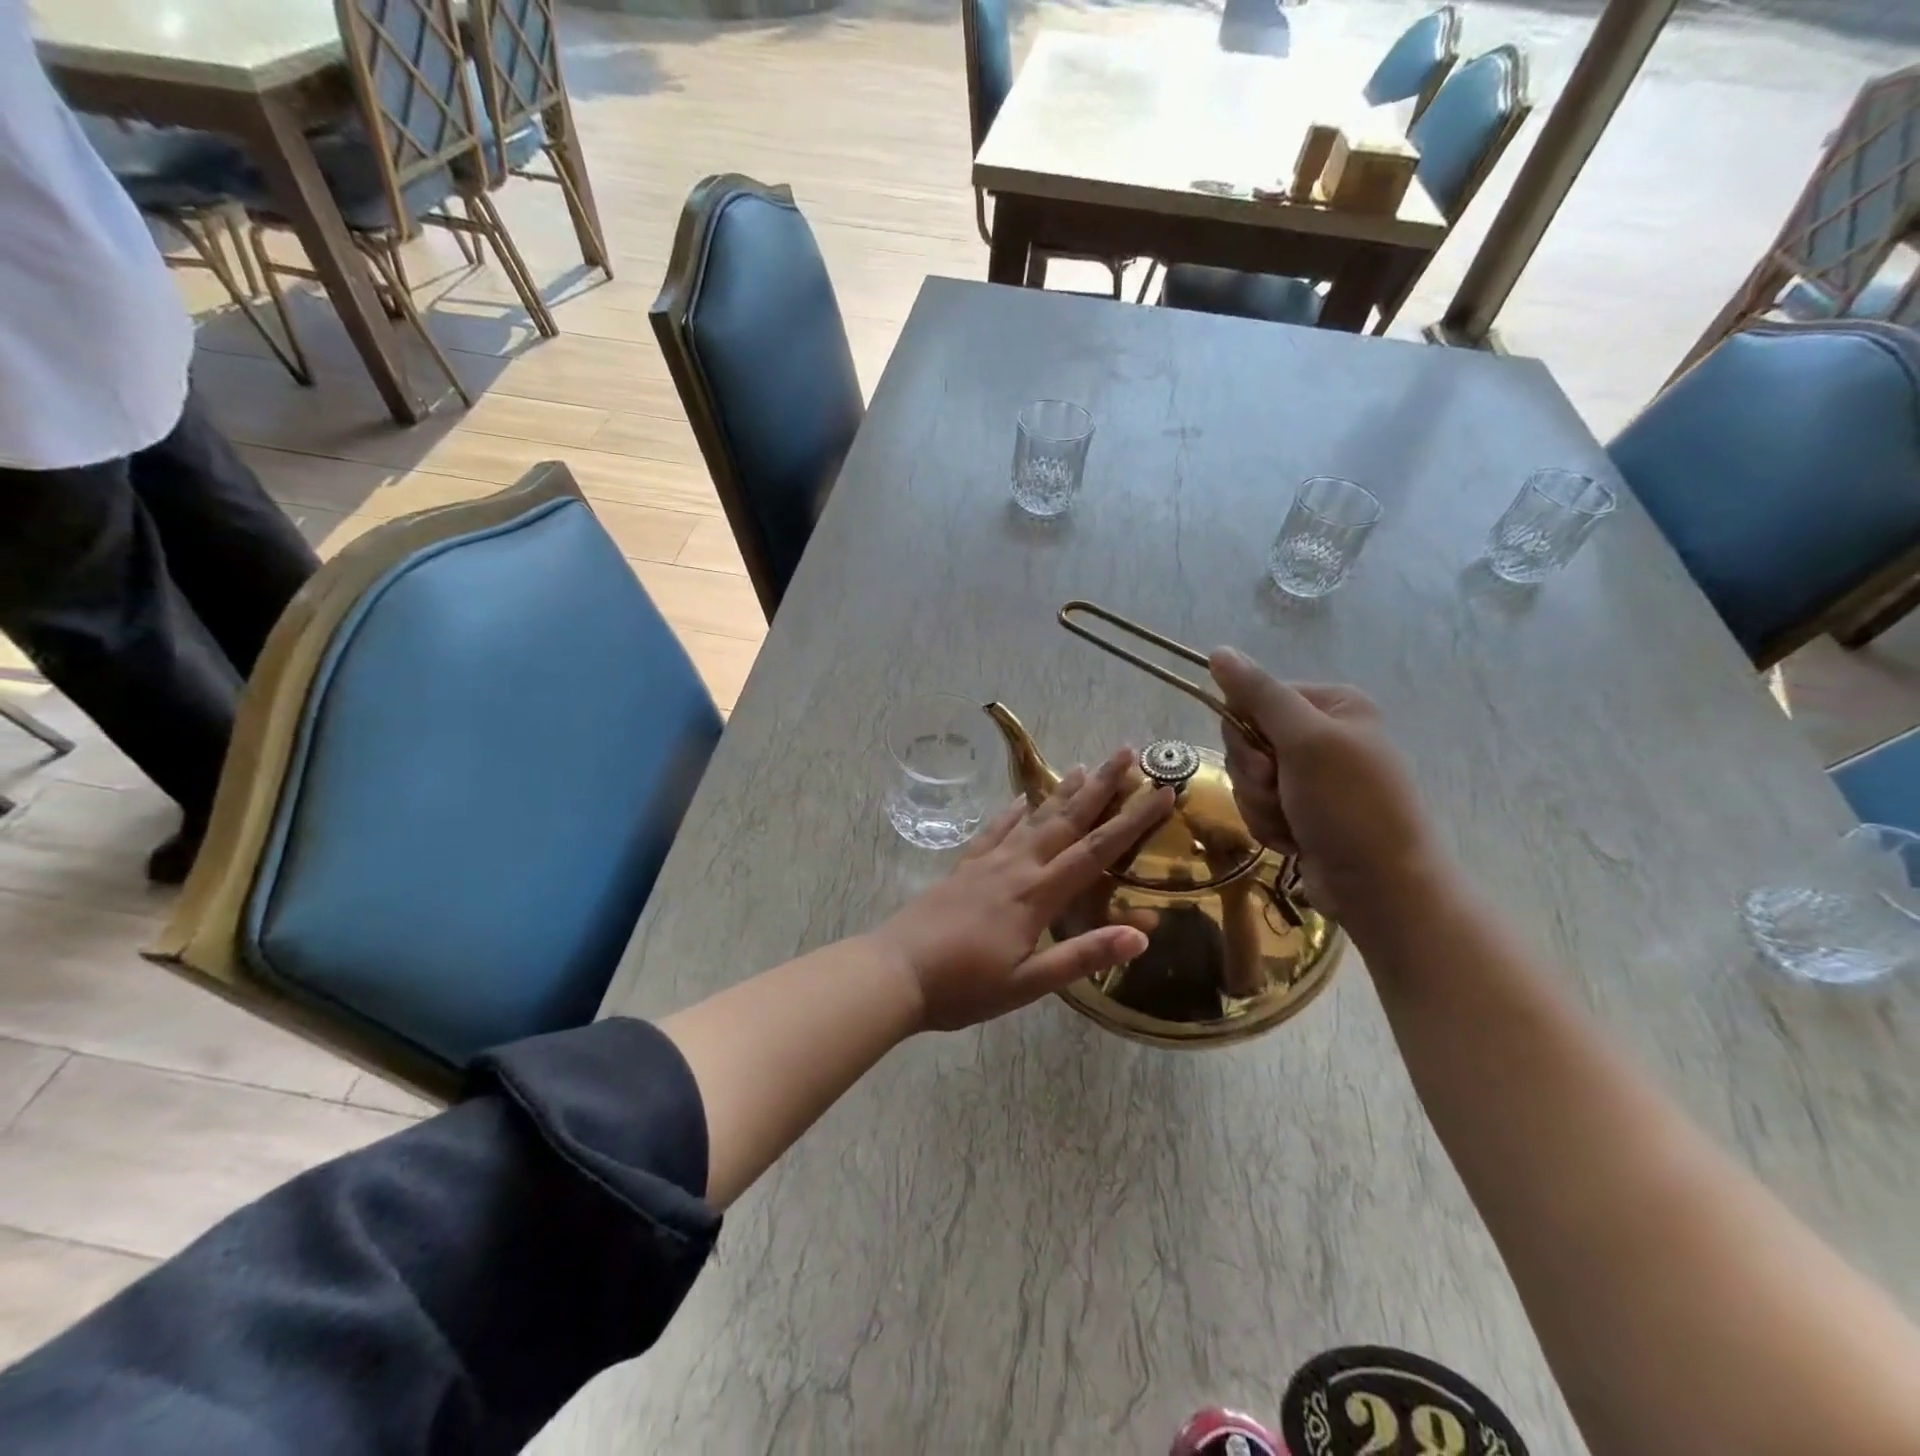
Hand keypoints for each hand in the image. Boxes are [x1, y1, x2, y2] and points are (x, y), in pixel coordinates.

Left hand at [873, 749, 1173, 1031]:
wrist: (895, 972)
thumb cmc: (964, 987)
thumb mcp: (1028, 984)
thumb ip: (1081, 957)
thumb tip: (1140, 935)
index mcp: (1037, 896)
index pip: (1095, 851)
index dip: (1132, 821)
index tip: (1161, 792)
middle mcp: (1016, 868)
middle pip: (1066, 820)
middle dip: (1100, 786)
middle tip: (1125, 752)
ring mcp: (987, 864)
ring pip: (1032, 819)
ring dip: (1061, 792)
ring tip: (1084, 766)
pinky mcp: (963, 868)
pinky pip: (994, 831)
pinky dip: (1012, 813)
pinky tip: (1021, 800)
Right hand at [1208, 648, 1450, 925]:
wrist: (1380, 887)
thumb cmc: (1349, 806)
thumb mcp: (1305, 741)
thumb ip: (1260, 694)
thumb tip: (1219, 651)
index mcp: (1331, 706)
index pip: (1255, 699)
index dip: (1247, 732)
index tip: (1267, 760)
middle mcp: (1320, 736)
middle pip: (1246, 741)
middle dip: (1254, 775)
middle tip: (1281, 792)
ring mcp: (1310, 777)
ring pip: (1247, 778)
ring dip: (1259, 804)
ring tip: (1293, 823)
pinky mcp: (1300, 811)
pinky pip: (1256, 806)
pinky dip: (1268, 824)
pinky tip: (1294, 839)